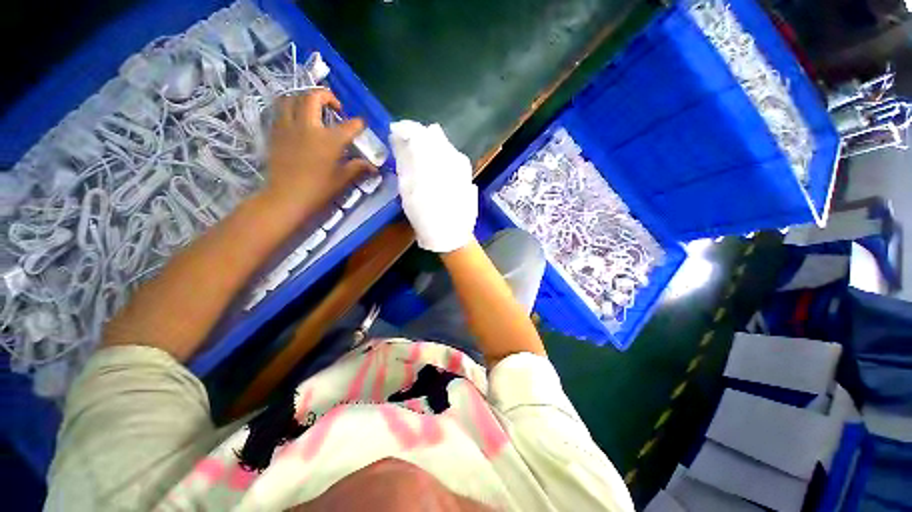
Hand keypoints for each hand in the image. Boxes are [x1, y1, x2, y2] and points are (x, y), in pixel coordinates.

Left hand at [263, 90, 374, 216]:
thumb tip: (373, 167)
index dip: (358, 124)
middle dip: (327, 96)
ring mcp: (289, 127)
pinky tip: (297, 120)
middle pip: (314, 97)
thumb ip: (357, 168)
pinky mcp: (276, 133)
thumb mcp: (342, 179)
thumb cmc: (319, 190)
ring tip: (312, 108)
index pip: (350, 125)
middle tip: (335, 107)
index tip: (362, 125)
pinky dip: (290, 109)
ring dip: (304, 98)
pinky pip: (280, 111)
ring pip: (292, 98)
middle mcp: (309, 127)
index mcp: (330, 140)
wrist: (287, 197)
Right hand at [390, 120, 477, 252]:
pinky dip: (440, 158)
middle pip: (432, 134)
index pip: (417, 131)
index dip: (403, 129)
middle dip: (418, 138)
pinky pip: (451, 156)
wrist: (452, 233)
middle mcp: (450, 156)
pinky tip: (434, 172)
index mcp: (432, 159)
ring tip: (420, 164)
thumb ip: (404, 162)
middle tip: (407, 151)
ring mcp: (461, 164)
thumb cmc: (425, 216)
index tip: (394, 134)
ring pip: (443, 144)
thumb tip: (401, 143)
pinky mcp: (467, 172)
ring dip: (429, 148)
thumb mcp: (408, 190)